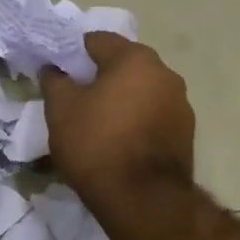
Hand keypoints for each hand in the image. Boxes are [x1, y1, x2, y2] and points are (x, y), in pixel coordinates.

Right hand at [40, 35, 194, 196]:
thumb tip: (53, 68)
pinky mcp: (186, 132)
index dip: (73, 52)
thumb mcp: (61, 110)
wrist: (143, 199)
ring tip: (98, 122)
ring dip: (121, 99)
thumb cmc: (97, 144)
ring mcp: (181, 103)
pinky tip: (119, 141)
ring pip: (141, 90)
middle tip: (75, 97)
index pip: (97, 40)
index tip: (58, 71)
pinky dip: (136, 120)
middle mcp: (165, 72)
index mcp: (135, 59)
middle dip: (99, 76)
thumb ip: (54, 81)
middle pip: (123, 64)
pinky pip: (154, 114)